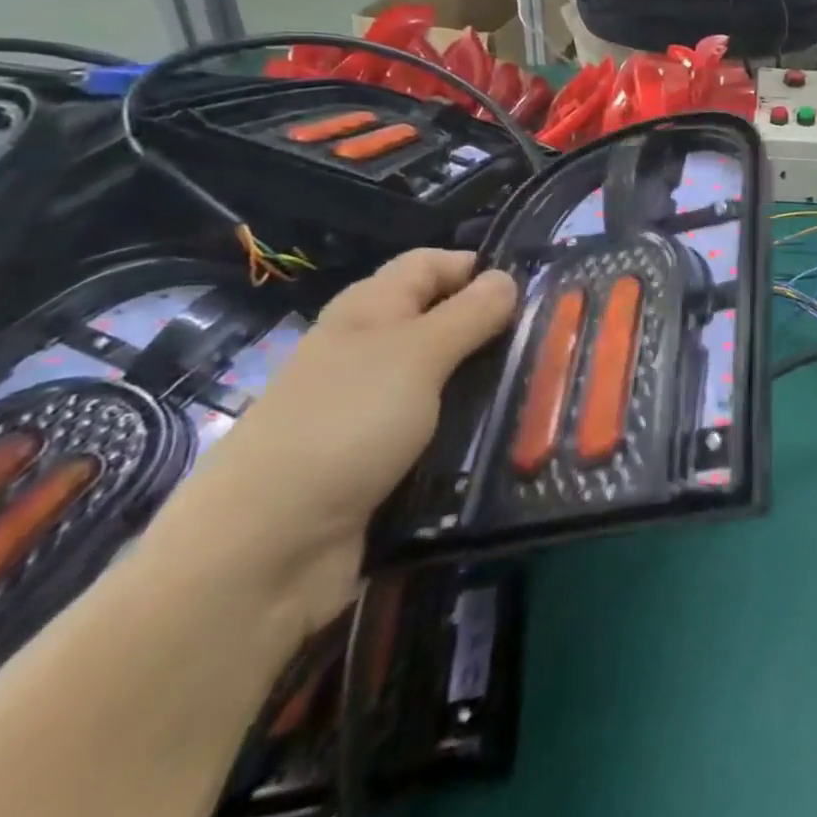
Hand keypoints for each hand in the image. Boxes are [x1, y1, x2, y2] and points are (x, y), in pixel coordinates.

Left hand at [149, 250, 517, 638]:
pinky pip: (436, 428)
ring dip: (485, 382)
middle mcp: (367, 351)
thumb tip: (507, 277)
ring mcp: (370, 409)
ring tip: (544, 389)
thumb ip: (468, 314)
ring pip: (443, 378)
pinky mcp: (378, 461)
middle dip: (492, 329)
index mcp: (368, 310)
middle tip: (552, 342)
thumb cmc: (344, 425)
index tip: (538, 288)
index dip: (477, 268)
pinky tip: (506, 436)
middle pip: (440, 321)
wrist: (263, 551)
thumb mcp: (418, 355)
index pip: (430, 264)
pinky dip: (467, 427)